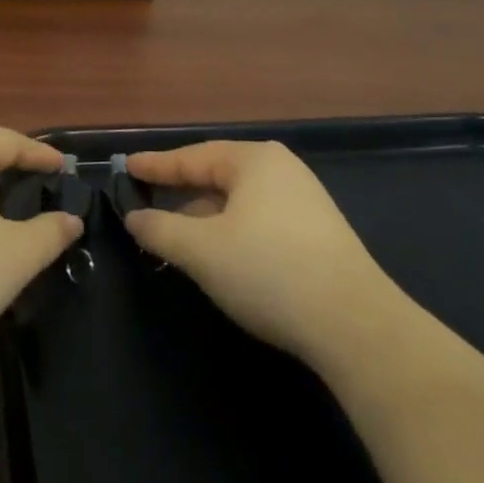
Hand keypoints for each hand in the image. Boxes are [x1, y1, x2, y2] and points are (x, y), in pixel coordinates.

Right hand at [125, 140, 412, 368]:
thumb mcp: (202, 251)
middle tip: (146, 202)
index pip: (192, 157)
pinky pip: (259, 220)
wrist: (356, 325)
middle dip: (181, 192)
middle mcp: (281, 170)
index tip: (126, 166)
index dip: (156, 165)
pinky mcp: (318, 233)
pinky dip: (231, 231)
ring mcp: (304, 201)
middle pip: (217, 175)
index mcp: (254, 160)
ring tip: (177, 237)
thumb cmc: (269, 271)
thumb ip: (160, 230)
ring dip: (205, 216)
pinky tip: (221, 256)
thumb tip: (135, 218)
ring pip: (239, 201)